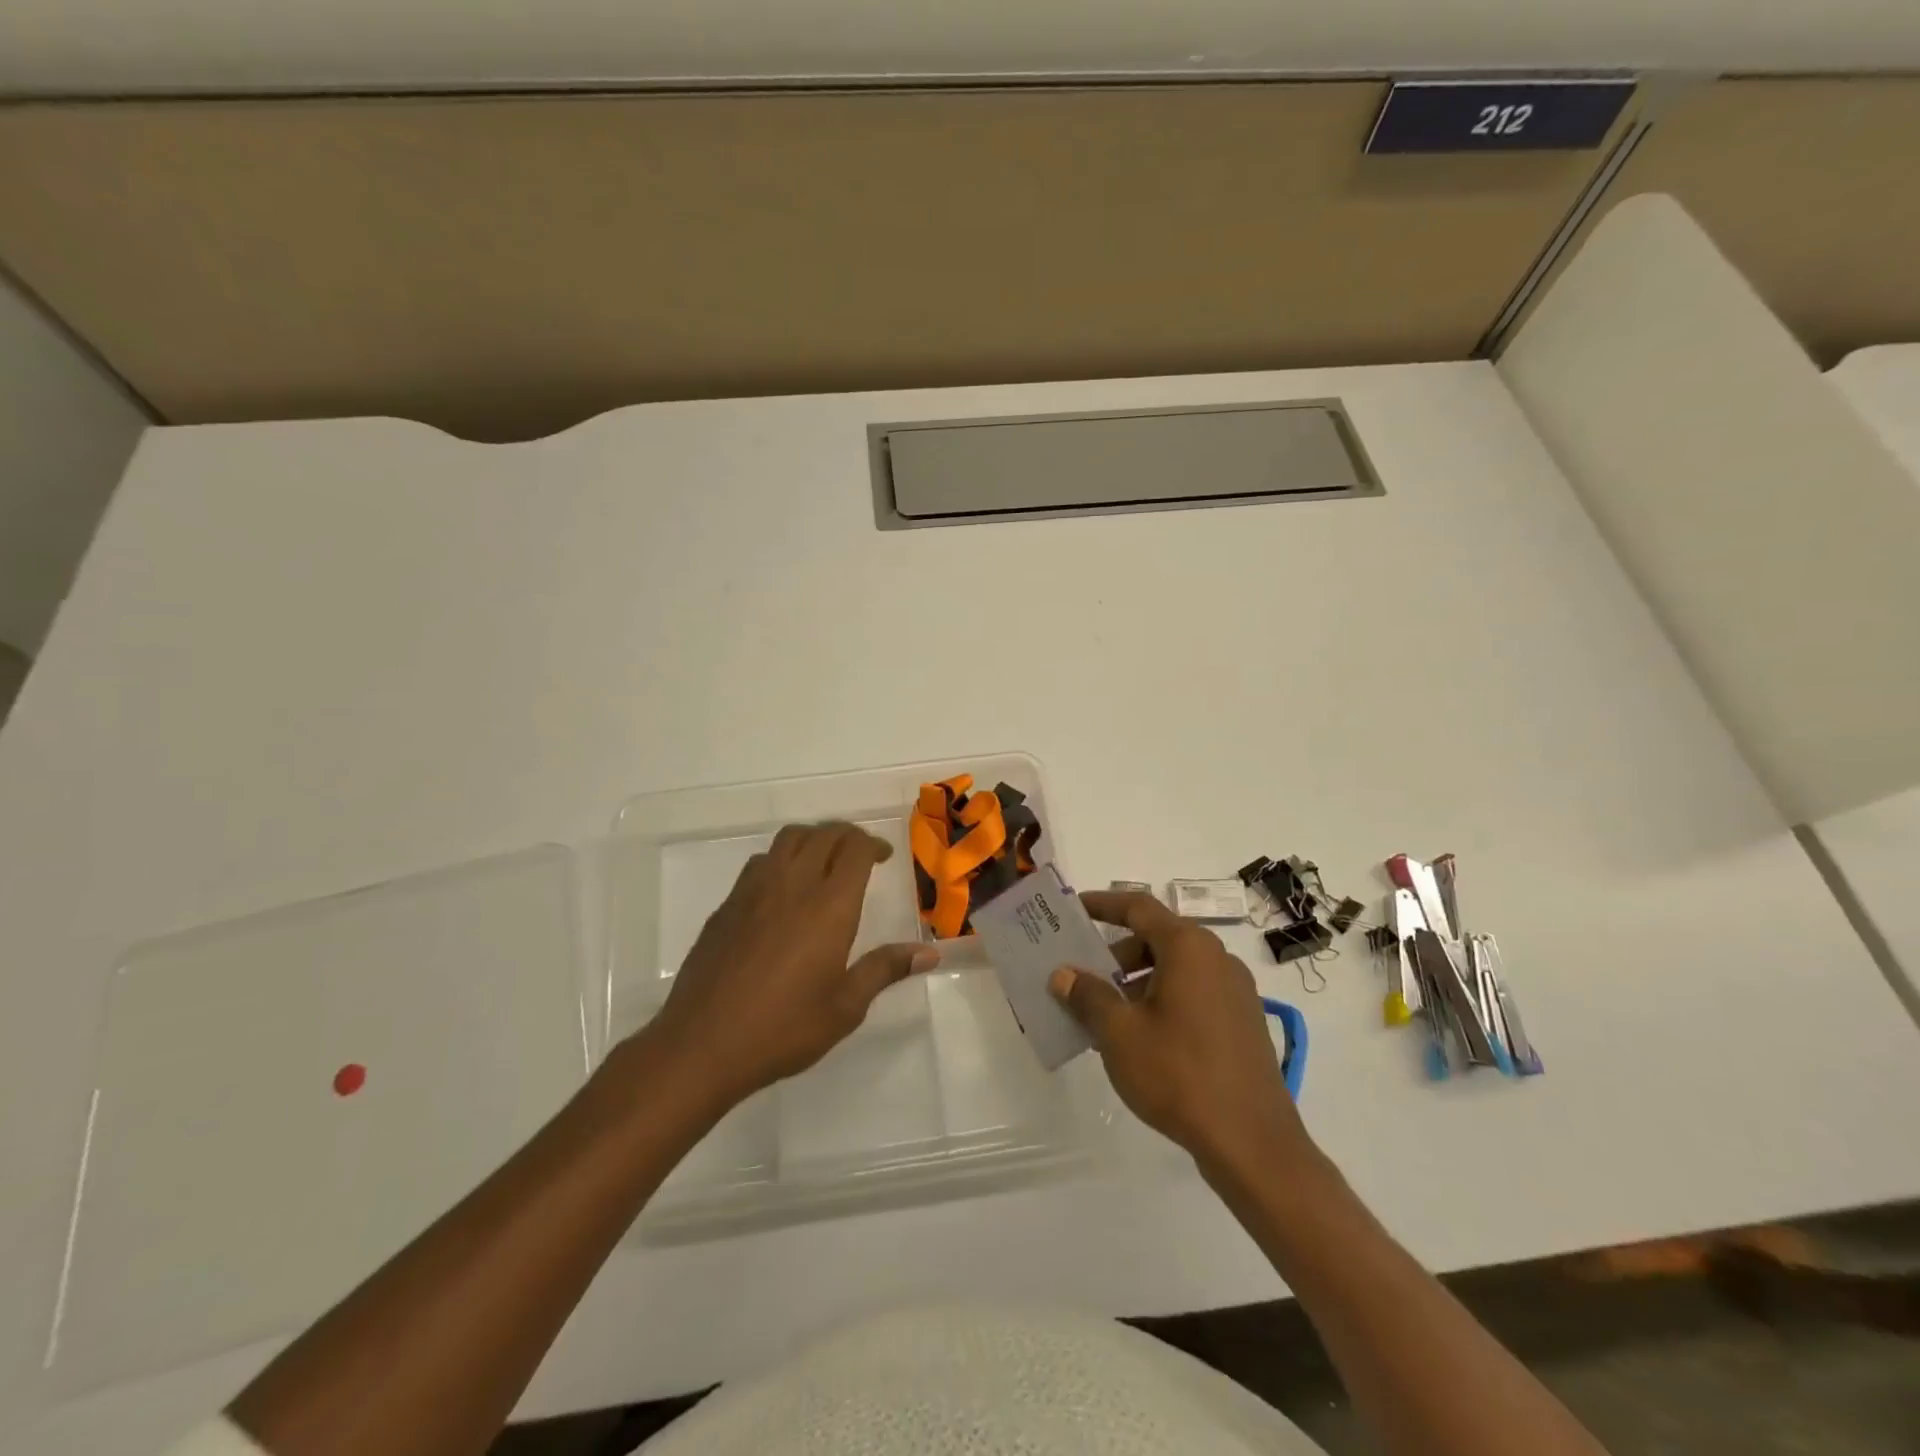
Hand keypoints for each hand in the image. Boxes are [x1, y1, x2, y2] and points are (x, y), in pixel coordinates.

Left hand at [643, 822, 939, 1108]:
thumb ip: (885, 970)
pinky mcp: (726, 906)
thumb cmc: (784, 1028)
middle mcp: (792, 885)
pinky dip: (781, 860)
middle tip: (860, 854)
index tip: (884, 857)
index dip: (872, 844)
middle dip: (847, 835)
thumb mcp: (845, 1007)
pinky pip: (760, 863)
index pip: (854, 848)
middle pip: (823, 834)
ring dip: (812, 839)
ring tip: (823, 862)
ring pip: (788, 840)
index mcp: (829, 906)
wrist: (702, 1044)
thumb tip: (929, 953)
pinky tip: (782, 892)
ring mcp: (754, 891)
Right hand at [1049, 890, 1311, 1175]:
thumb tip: (1063, 975)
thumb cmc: (1179, 1074)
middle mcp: (1216, 958)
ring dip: (1137, 982)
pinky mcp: (1242, 1022)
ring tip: (1105, 1016)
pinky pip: (1193, 994)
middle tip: (1083, 978)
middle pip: (1157, 938)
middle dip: (1116, 955)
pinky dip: (1162, 1001)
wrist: (1252, 1143)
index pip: (1138, 907)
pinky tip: (1140, 1039)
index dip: (1103, 904)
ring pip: (1175, 969)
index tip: (1074, 909)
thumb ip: (1088, 996)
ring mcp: (1235, 991)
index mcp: (1189, 947)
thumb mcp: (1119, 1033)